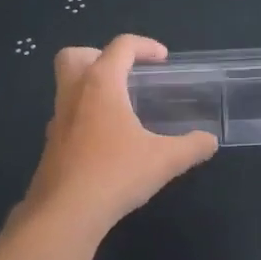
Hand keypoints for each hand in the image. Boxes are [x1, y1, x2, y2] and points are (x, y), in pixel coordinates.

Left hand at [20, 35, 217, 235]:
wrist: (65, 214)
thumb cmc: (115, 174)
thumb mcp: (164, 161)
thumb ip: (191, 147)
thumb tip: (210, 141)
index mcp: (101, 84)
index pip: (120, 47)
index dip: (145, 46)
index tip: (163, 59)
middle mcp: (74, 94)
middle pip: (75, 55)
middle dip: (99, 55)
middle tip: (125, 74)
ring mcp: (57, 120)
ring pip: (67, 87)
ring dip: (91, 88)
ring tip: (121, 110)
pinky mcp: (50, 146)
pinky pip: (67, 117)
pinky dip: (85, 117)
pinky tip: (106, 142)